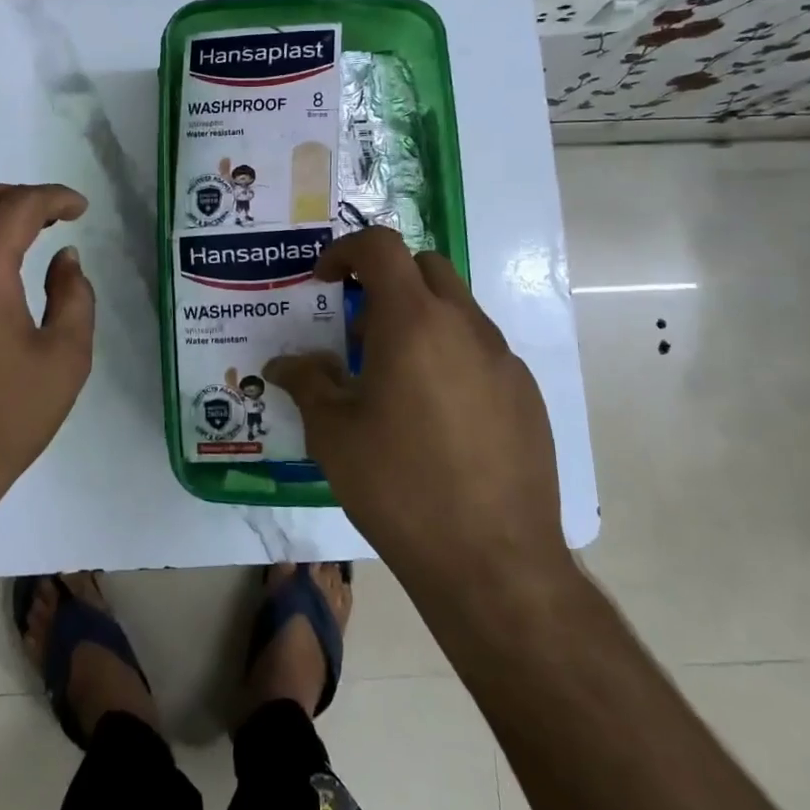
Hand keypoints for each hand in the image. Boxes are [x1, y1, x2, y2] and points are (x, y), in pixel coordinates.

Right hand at [265, 228, 566, 577]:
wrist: (493, 561)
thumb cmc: (398, 485)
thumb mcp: (333, 433)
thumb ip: (307, 383)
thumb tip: (283, 365)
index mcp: (413, 322)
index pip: (381, 247)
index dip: (346, 250)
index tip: (325, 280)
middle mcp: (464, 326)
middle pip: (425, 267)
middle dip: (386, 280)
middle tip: (358, 328)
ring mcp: (503, 359)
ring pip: (456, 309)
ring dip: (419, 319)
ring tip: (392, 378)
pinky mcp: (525, 394)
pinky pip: (480, 350)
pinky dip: (449, 355)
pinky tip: (434, 415)